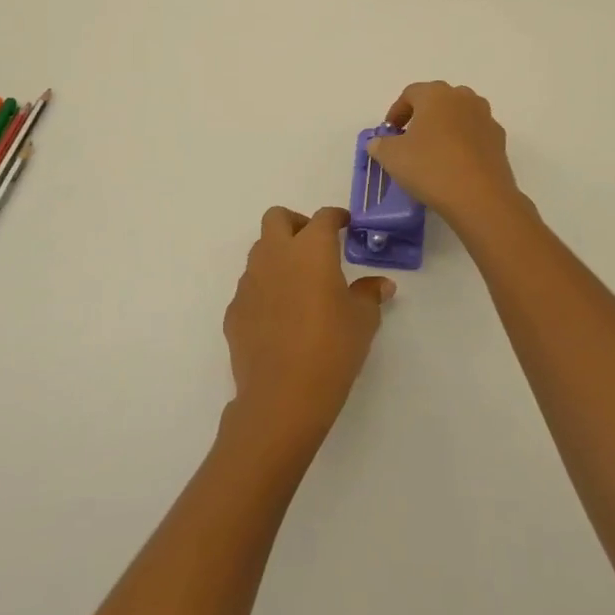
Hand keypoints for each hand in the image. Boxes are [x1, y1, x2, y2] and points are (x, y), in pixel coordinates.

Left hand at [222, 206, 394, 455]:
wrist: (281, 397)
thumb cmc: (331, 349)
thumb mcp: (363, 321)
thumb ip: (369, 294)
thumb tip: (380, 285)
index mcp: (311, 249)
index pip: (323, 217)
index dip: (336, 217)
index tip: (345, 225)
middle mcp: (275, 255)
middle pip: (277, 218)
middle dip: (296, 223)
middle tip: (314, 246)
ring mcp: (249, 282)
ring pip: (260, 251)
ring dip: (278, 257)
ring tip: (298, 285)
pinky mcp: (234, 310)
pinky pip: (250, 288)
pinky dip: (265, 291)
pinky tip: (279, 318)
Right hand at [367, 82, 523, 229]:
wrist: (480, 196)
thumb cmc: (430, 167)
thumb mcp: (392, 157)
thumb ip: (381, 145)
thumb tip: (379, 142)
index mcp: (435, 94)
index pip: (410, 94)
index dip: (396, 112)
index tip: (390, 133)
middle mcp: (463, 97)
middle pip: (437, 101)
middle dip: (422, 117)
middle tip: (410, 140)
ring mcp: (485, 117)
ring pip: (459, 115)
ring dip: (445, 128)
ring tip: (434, 153)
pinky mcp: (499, 139)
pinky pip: (475, 134)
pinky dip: (463, 143)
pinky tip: (455, 165)